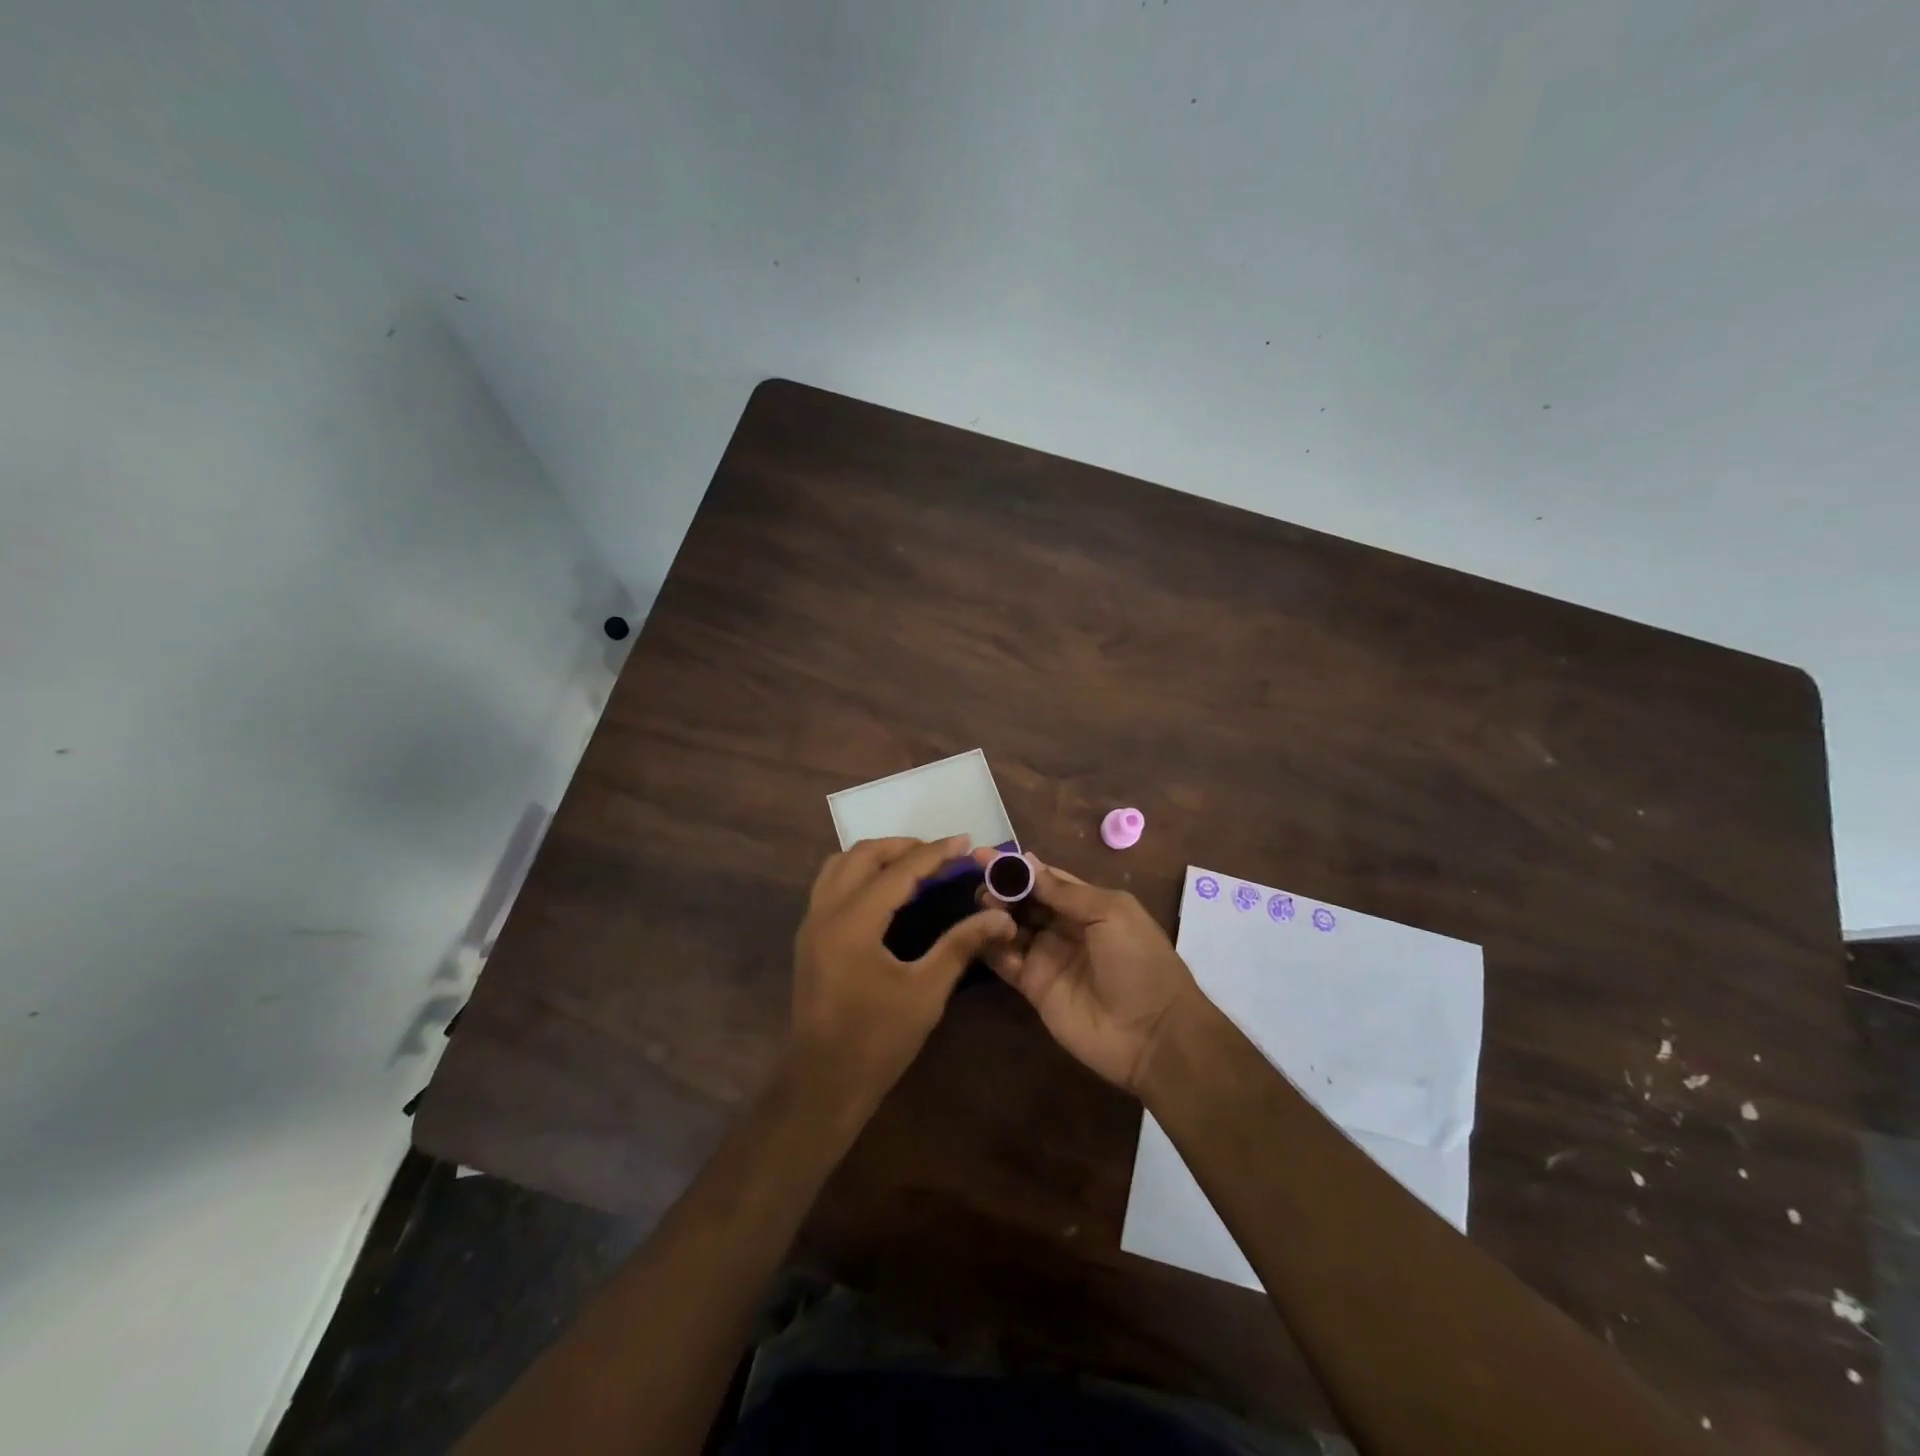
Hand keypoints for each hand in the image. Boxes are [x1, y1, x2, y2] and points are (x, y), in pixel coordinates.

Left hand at [790, 836, 1015, 1117]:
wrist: (823, 1084)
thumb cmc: (878, 1041)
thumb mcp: (927, 992)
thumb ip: (961, 945)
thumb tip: (999, 917)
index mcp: (853, 922)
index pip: (898, 870)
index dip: (935, 853)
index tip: (965, 842)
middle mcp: (825, 912)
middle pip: (862, 854)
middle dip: (904, 847)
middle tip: (941, 855)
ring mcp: (811, 923)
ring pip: (840, 865)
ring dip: (877, 856)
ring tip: (914, 866)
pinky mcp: (808, 937)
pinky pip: (831, 884)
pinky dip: (859, 874)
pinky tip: (886, 892)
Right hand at [971, 850, 1200, 1094]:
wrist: (1152, 1034)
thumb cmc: (1139, 962)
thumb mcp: (1111, 914)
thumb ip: (1066, 891)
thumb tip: (1027, 862)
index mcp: (1088, 905)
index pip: (1044, 878)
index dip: (1016, 867)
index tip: (982, 855)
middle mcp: (1064, 927)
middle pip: (1024, 901)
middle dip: (1001, 889)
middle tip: (980, 885)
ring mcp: (1047, 957)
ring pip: (1010, 928)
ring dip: (993, 915)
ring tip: (980, 906)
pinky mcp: (1034, 987)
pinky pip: (1005, 961)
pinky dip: (991, 947)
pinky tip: (981, 934)